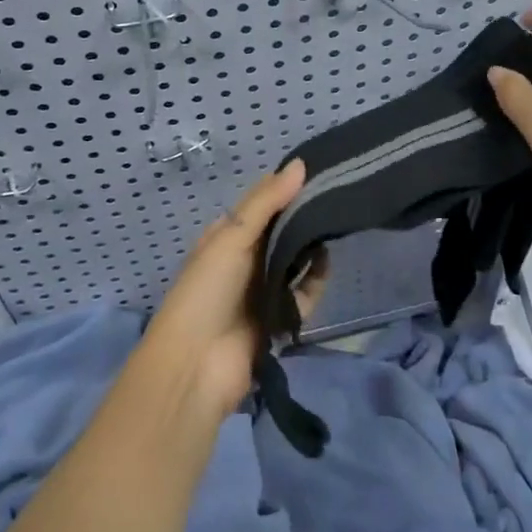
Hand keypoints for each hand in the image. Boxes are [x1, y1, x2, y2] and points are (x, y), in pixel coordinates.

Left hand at [141, 160, 326, 410]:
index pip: (261, 205)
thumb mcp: (231, 237)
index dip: (286, 189)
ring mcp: (261, 291)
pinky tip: (324, 267)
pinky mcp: (279, 319)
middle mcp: (244, 261)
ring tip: (332, 231)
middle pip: (281, 233)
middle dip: (303, 219)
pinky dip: (314, 283)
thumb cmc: (206, 292)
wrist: (196, 368)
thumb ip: (266, 202)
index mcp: (226, 237)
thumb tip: (300, 164)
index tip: (319, 172)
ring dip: (310, 250)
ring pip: (295, 262)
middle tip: (335, 200)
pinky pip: (303, 295)